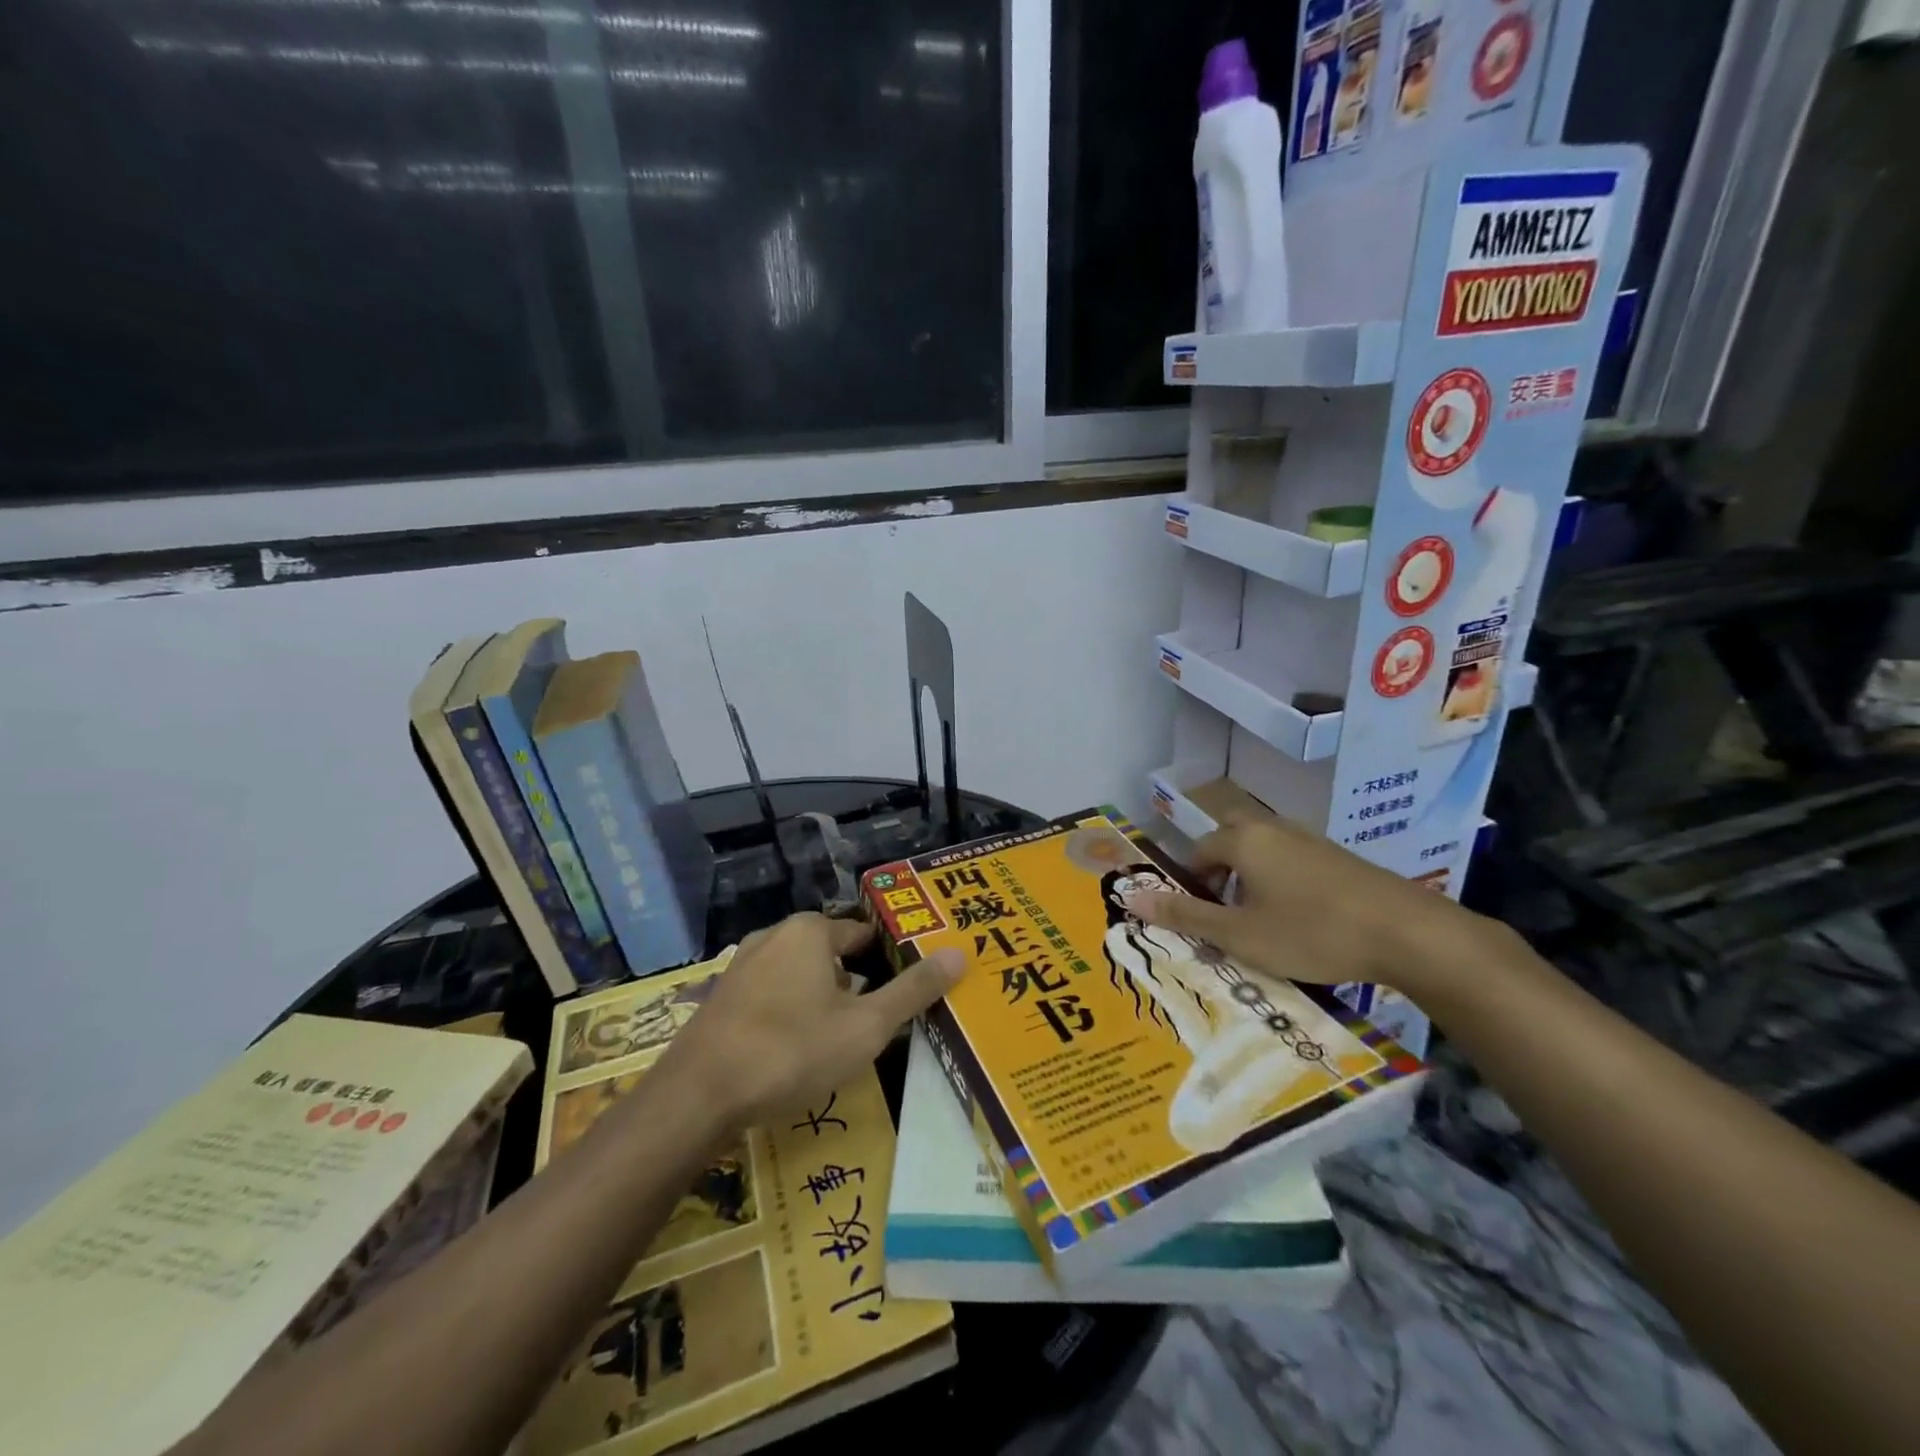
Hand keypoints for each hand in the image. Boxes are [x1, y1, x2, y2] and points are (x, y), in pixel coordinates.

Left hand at [658, 913, 963, 1133]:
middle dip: (855, 986)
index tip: (906, 991)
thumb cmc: (792, 1051)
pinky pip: (772, 997)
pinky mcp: (721, 999)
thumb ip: (913, 990)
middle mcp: (775, 936)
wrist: (697, 1096)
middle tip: (876, 1024)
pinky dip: (790, 1015)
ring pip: (800, 977)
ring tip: (840, 1043)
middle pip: (832, 955)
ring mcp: (742, 966)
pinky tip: (795, 1052)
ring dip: (822, 1003)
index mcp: (811, 932)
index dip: (890, 961)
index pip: (865, 935)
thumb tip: (959, 953)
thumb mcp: (866, 1026)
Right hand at [1122, 816, 1494, 994]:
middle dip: (1220, 871)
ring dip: (1252, 877)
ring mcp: (1311, 839)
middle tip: (1225, 912)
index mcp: (1243, 840)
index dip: (1191, 883)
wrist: (1408, 934)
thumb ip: (1185, 916)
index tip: (1199, 918)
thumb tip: (1131, 899)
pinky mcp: (1340, 857)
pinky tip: (1303, 920)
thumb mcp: (1240, 935)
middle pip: (1231, 840)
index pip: (1198, 851)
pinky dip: (1284, 882)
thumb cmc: (1311, 933)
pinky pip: (1294, 860)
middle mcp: (1273, 828)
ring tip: (1261, 921)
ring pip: (1264, 849)